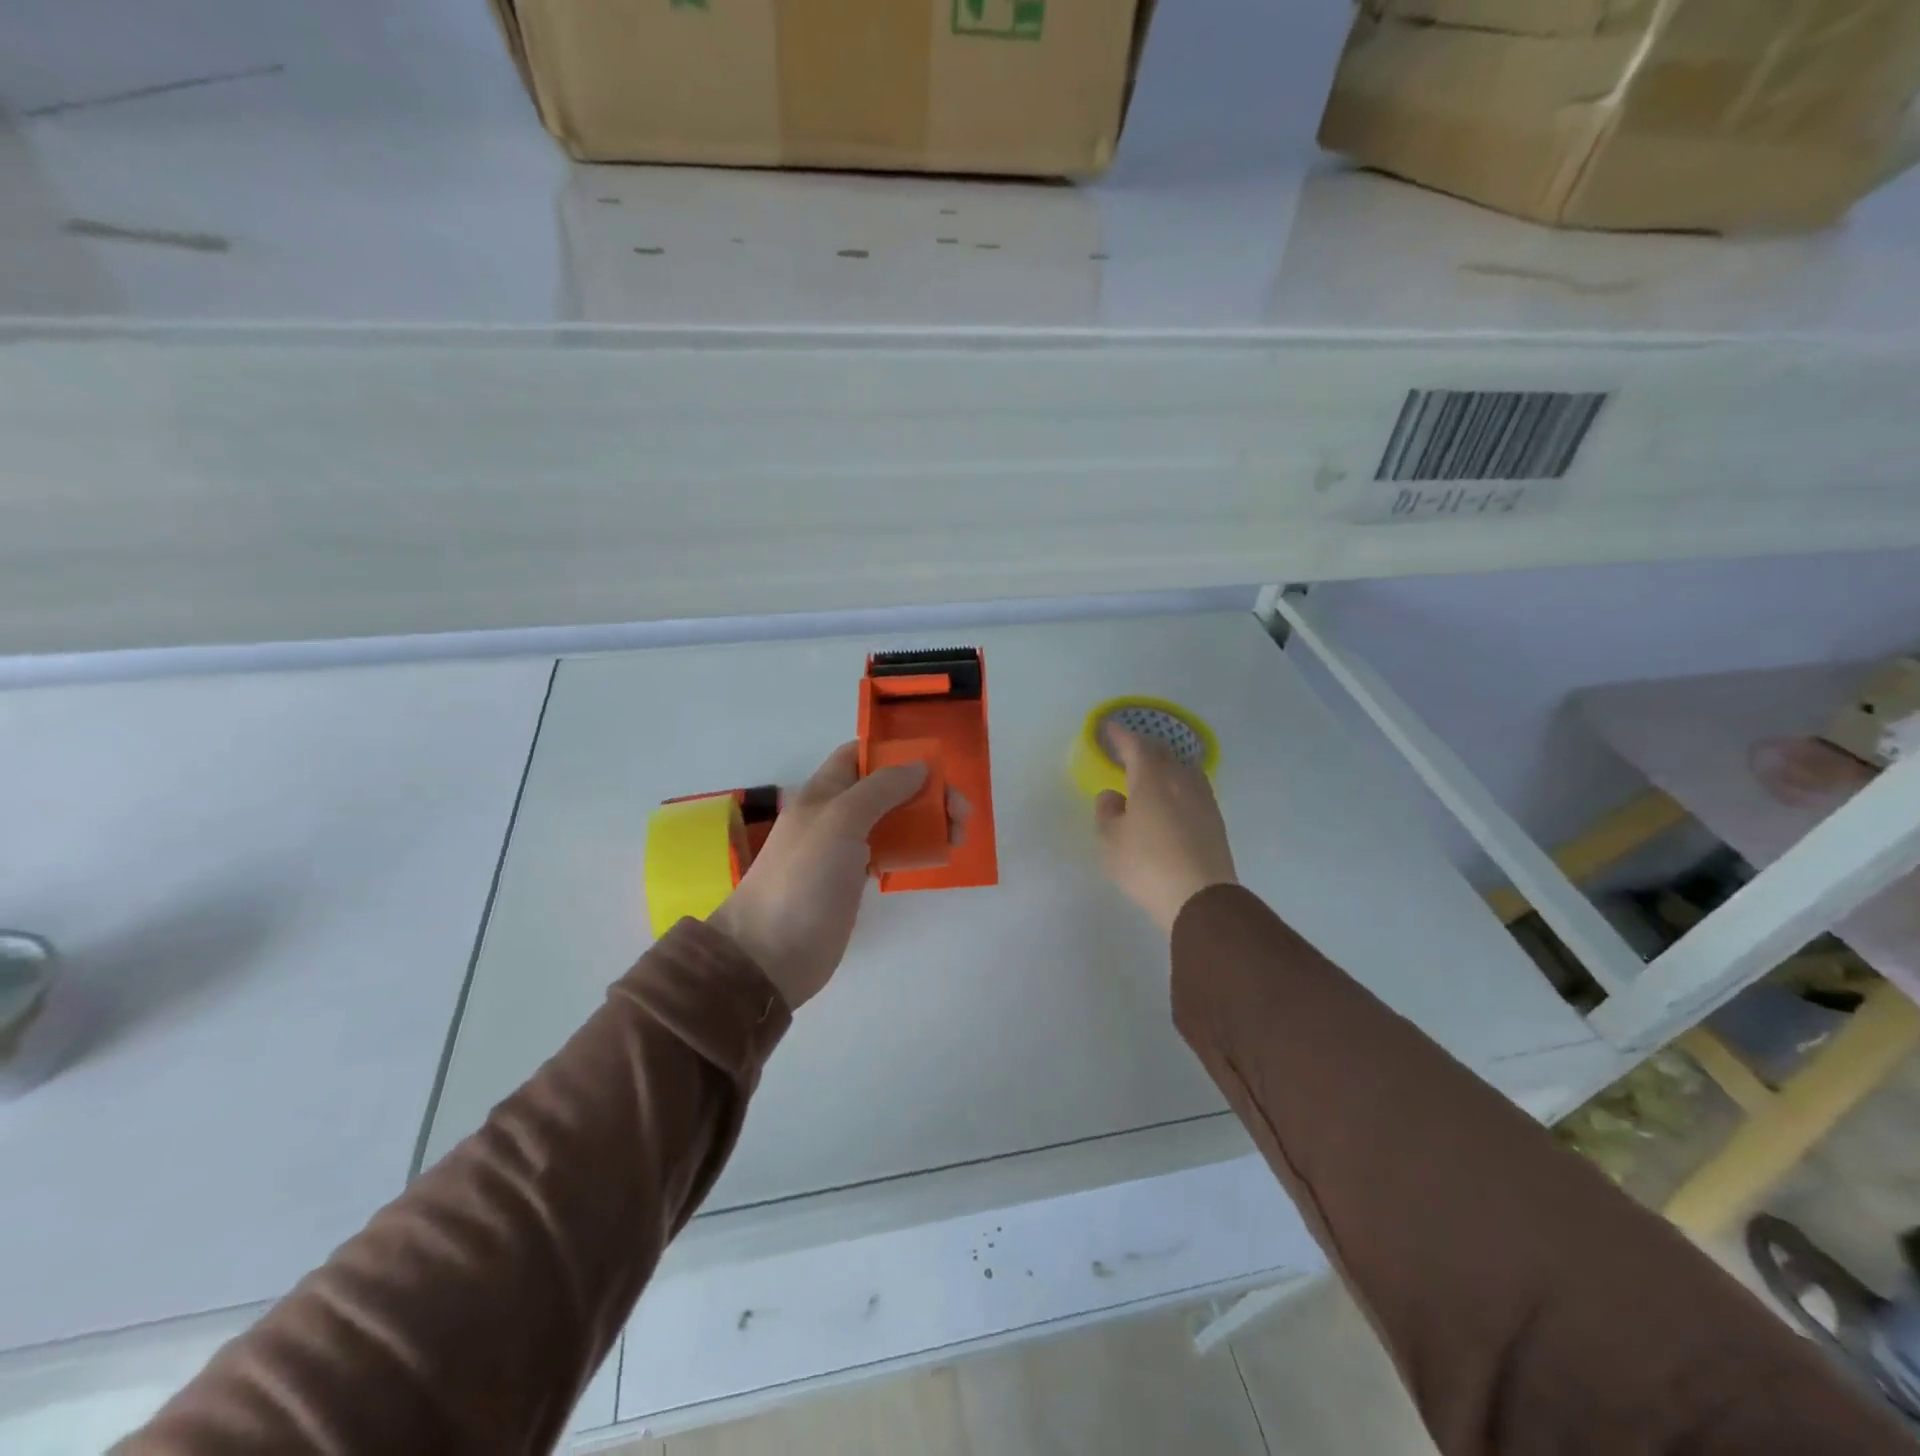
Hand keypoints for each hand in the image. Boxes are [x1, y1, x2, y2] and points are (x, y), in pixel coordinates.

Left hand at [709, 742, 966, 1008]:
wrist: (771, 952)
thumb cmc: (804, 877)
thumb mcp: (841, 821)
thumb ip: (880, 789)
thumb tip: (919, 766)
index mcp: (825, 790)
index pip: (860, 755)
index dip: (895, 752)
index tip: (935, 764)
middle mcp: (836, 813)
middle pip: (887, 788)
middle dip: (926, 791)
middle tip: (960, 813)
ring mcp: (845, 849)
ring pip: (894, 821)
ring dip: (927, 821)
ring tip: (958, 837)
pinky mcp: (854, 880)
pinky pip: (891, 853)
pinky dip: (914, 849)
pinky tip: (937, 856)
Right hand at [1094, 726, 1237, 933]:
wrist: (1200, 898)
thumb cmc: (1146, 865)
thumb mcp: (1111, 841)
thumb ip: (1107, 812)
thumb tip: (1113, 795)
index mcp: (1151, 780)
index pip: (1136, 746)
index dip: (1122, 736)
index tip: (1110, 728)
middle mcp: (1180, 781)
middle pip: (1164, 753)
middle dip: (1145, 746)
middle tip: (1129, 748)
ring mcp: (1203, 799)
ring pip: (1183, 768)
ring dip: (1166, 763)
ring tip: (1153, 770)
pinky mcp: (1215, 819)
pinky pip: (1194, 787)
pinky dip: (1179, 782)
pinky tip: (1174, 796)